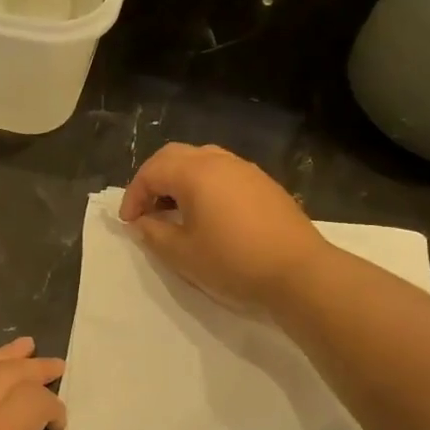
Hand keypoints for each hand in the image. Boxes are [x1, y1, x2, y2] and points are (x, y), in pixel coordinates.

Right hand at [118, 143, 321, 308]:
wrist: (300, 273)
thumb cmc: (233, 261)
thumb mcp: (182, 254)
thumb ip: (154, 234)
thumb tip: (142, 222)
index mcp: (195, 172)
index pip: (151, 171)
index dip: (134, 195)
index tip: (130, 223)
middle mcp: (219, 161)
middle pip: (175, 156)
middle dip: (154, 180)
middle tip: (146, 210)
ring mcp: (246, 170)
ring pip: (201, 160)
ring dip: (180, 180)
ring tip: (175, 212)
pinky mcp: (264, 184)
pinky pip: (224, 173)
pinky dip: (204, 185)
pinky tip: (208, 215)